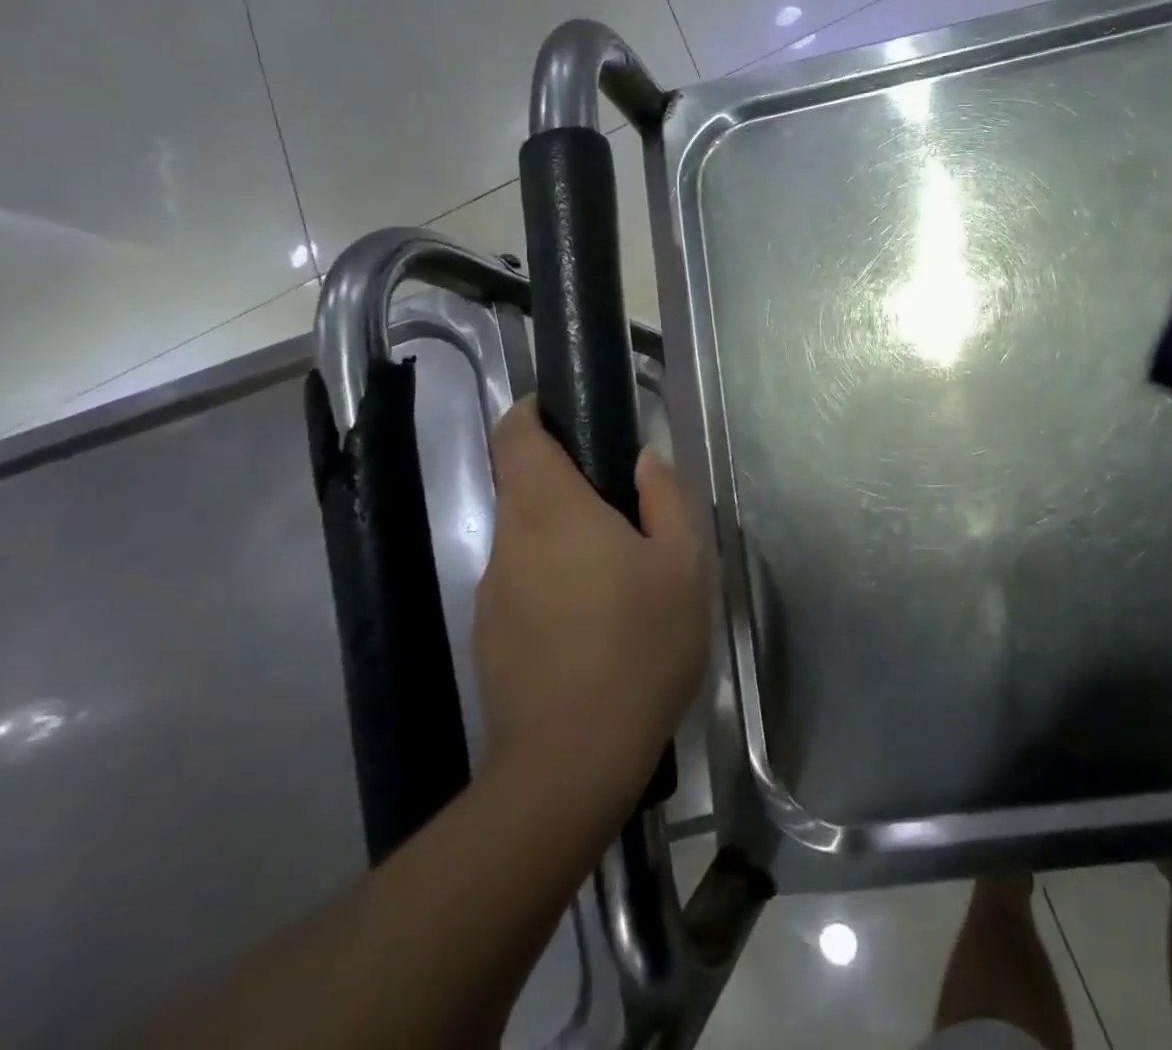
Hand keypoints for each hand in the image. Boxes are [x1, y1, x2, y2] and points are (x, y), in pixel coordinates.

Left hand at [475, 402, 707, 790]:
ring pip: (523, 539)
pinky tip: (590, 623)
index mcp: (552, 511)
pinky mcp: (489, 637)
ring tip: (614, 573)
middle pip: (520, 486)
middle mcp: (510, 542)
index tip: (561, 411)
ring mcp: (492, 593)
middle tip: (620, 506)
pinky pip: (520, 584)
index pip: (515, 436)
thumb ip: (665, 498)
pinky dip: (550, 580)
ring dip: (560, 536)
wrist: (574, 760)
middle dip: (562, 481)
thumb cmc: (640, 645)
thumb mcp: (682, 564)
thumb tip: (644, 460)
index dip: (530, 412)